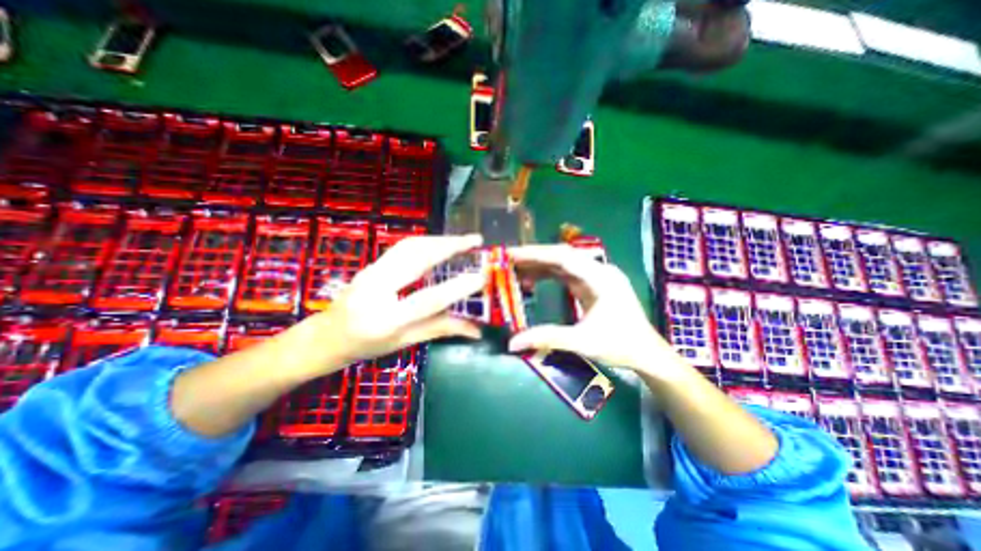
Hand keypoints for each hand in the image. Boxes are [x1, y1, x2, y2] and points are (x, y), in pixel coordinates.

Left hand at [289, 232, 484, 373]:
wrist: (325, 337)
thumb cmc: (366, 346)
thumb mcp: (405, 341)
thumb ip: (441, 329)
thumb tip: (476, 329)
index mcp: (386, 319)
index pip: (429, 299)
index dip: (457, 288)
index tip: (481, 276)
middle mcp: (376, 289)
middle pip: (417, 258)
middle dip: (449, 245)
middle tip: (475, 240)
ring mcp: (371, 272)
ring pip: (410, 246)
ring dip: (439, 239)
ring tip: (462, 240)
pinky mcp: (372, 264)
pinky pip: (403, 247)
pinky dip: (426, 242)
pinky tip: (440, 243)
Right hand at [505, 246, 682, 379]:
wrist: (647, 353)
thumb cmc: (620, 345)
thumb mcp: (582, 342)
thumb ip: (548, 338)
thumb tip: (512, 342)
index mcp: (600, 278)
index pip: (563, 257)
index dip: (535, 254)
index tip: (511, 254)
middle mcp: (599, 270)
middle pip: (562, 255)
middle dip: (534, 257)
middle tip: (508, 260)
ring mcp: (597, 276)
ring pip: (563, 263)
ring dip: (540, 265)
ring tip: (515, 270)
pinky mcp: (593, 284)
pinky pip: (567, 273)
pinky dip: (549, 274)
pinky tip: (533, 280)